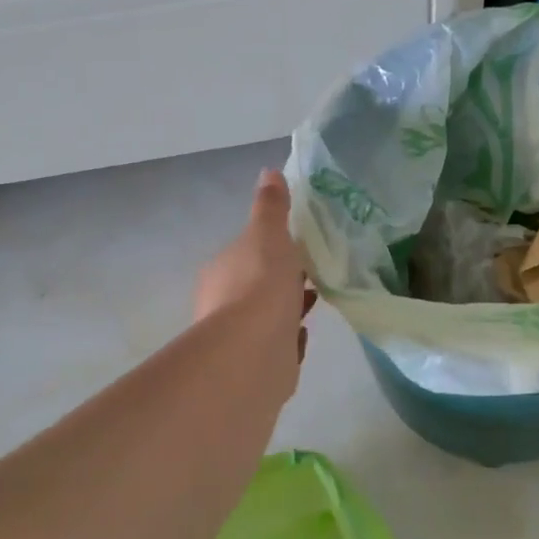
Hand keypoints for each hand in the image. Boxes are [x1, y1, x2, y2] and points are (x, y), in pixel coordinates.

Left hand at [195, 170, 315, 379]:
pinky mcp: (255, 366)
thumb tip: (269, 171)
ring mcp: (237, 338)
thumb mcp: (269, 235)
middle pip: (256, 286)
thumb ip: (271, 207)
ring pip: (267, 317)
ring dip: (287, 310)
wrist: (253, 351)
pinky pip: (276, 347)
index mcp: (222, 270)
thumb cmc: (260, 285)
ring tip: (315, 303)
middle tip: (312, 276)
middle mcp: (222, 304)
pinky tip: (302, 336)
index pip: (246, 254)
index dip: (271, 250)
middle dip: (281, 282)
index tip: (298, 249)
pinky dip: (288, 339)